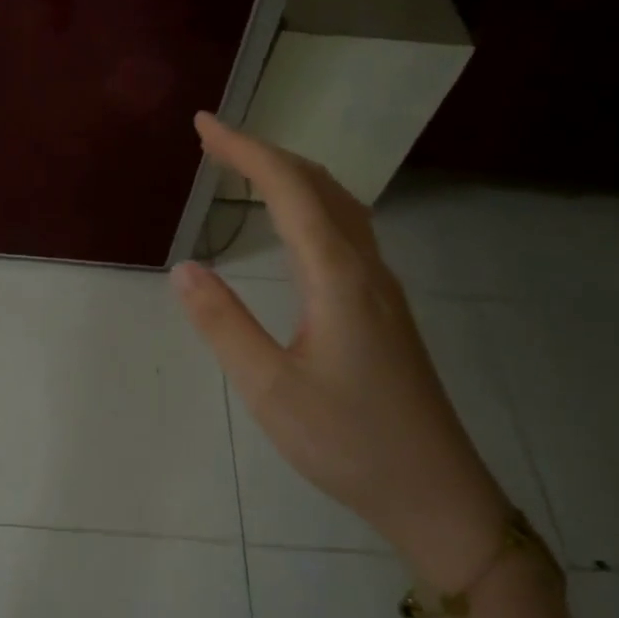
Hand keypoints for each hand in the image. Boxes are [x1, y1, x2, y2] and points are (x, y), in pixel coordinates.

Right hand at [171, 114, 508, 587]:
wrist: (435, 492)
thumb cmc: (348, 441)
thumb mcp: (270, 387)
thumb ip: (224, 324)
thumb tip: (184, 268)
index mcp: (338, 277)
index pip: (290, 190)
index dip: (245, 150)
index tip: (203, 125)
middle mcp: (366, 269)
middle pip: (320, 186)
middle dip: (266, 153)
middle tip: (214, 143)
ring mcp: (383, 289)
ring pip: (340, 206)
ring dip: (292, 177)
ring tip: (248, 171)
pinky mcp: (384, 310)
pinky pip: (346, 231)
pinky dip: (311, 206)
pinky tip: (296, 225)